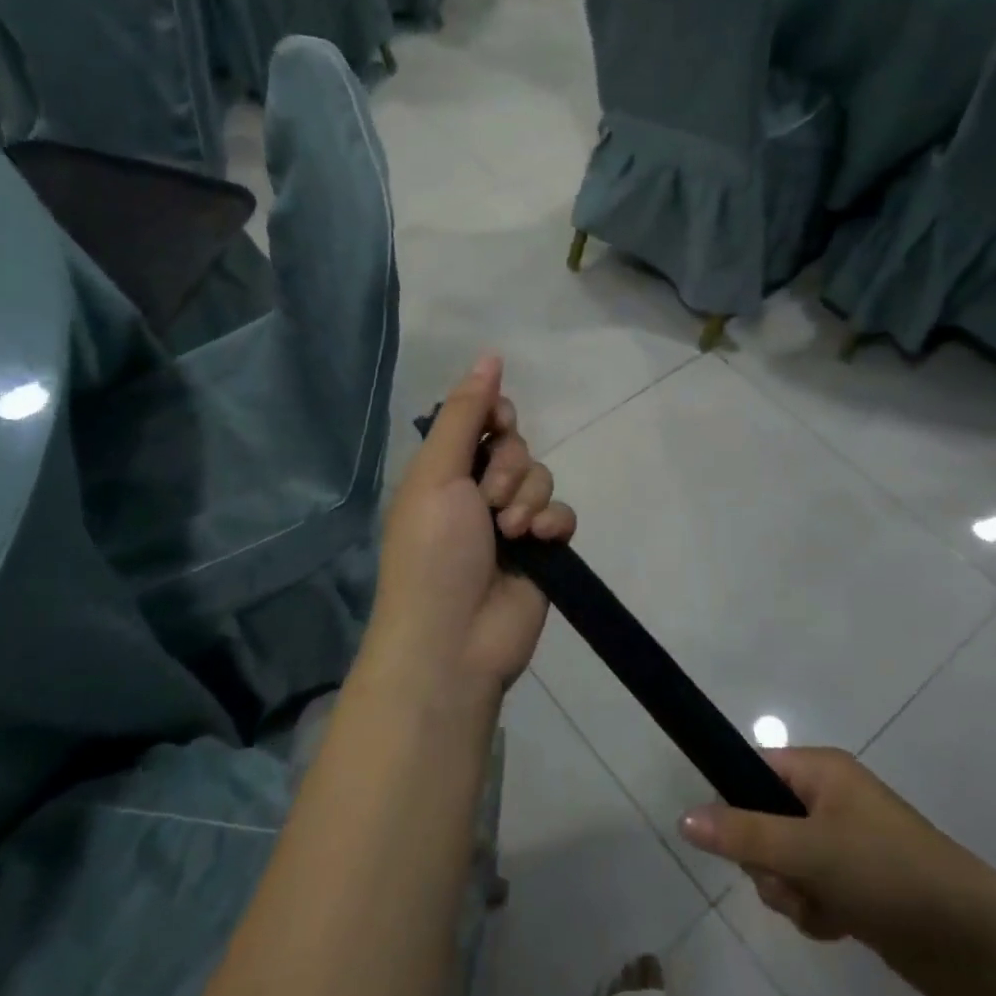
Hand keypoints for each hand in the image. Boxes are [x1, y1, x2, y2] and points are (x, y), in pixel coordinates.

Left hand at [371, 355, 576, 692]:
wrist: (453, 640)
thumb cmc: (433, 551)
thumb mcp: (437, 474)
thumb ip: (465, 414)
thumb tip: (490, 355)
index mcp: (444, 471)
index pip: (481, 420)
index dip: (496, 416)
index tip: (499, 424)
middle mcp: (477, 492)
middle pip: (516, 446)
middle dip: (509, 468)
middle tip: (489, 501)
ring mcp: (511, 523)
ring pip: (542, 478)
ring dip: (529, 499)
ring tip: (510, 532)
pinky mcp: (541, 550)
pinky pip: (562, 514)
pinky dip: (554, 523)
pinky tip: (540, 542)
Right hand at [680, 749, 995, 995]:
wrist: (974, 943)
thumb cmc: (887, 873)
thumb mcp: (809, 851)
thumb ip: (743, 835)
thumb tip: (683, 818)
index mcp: (821, 771)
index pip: (753, 770)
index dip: (735, 803)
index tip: (732, 841)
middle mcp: (830, 799)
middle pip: (763, 822)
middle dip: (768, 862)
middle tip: (791, 880)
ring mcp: (844, 843)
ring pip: (783, 863)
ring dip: (792, 893)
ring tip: (822, 908)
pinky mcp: (856, 884)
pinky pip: (809, 891)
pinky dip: (815, 912)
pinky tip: (841, 927)